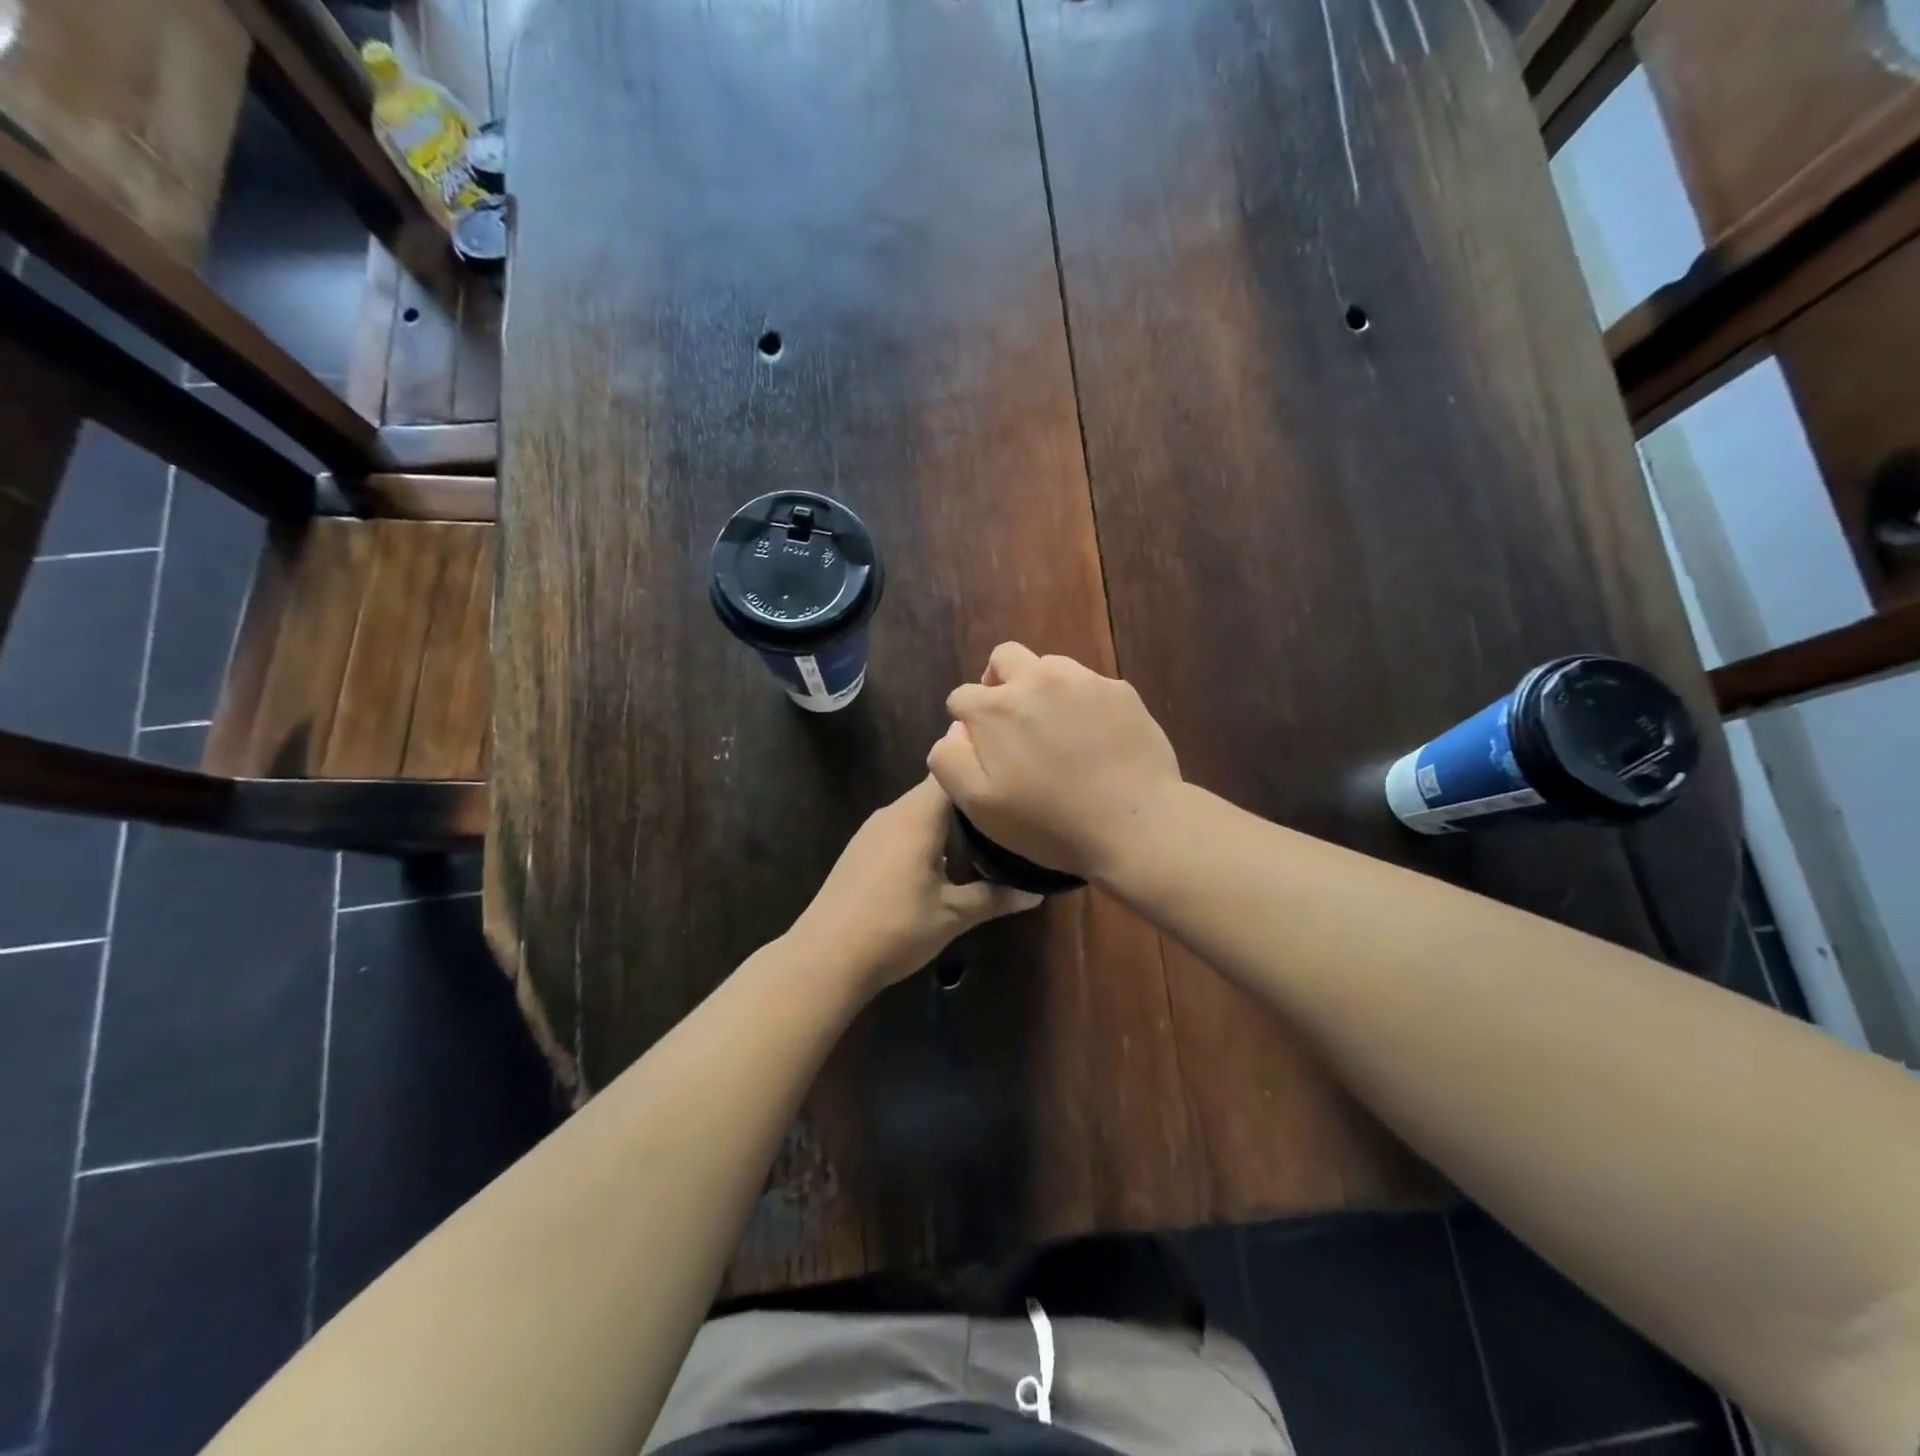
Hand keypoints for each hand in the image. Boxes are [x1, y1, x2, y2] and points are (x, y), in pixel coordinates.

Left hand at [793, 776, 1041, 993]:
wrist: (825, 957)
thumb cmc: (895, 928)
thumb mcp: (952, 915)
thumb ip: (995, 898)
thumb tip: (1036, 894)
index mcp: (917, 816)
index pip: (950, 772)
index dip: (979, 766)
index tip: (1009, 772)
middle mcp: (893, 813)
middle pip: (936, 790)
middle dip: (969, 798)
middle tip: (1008, 809)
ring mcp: (872, 830)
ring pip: (917, 811)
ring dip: (946, 819)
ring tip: (984, 834)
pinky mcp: (861, 850)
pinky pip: (901, 828)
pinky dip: (925, 835)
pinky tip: (943, 860)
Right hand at [927, 643, 1181, 882]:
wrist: (1134, 824)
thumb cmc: (1049, 822)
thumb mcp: (978, 806)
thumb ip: (949, 761)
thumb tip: (955, 731)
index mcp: (995, 707)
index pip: (962, 696)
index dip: (966, 722)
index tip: (982, 749)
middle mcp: (1036, 679)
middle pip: (1004, 658)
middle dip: (999, 682)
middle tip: (1012, 721)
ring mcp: (1083, 680)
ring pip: (1049, 666)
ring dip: (1042, 689)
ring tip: (1057, 729)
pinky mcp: (1120, 690)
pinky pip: (1090, 685)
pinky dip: (1083, 702)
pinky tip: (1095, 738)